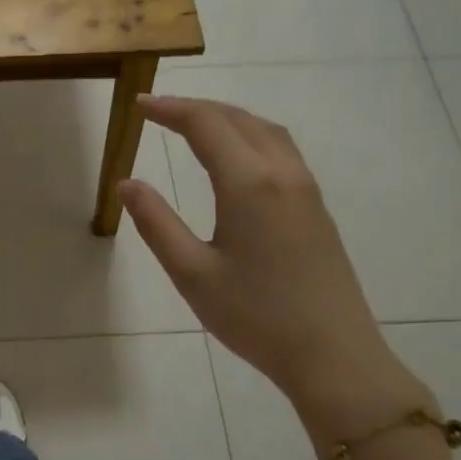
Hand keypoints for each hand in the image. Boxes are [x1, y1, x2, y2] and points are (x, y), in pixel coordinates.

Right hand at [119, 96, 408, 411]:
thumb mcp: (192, 273)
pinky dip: (250, 136)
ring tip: (194, 125)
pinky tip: (236, 158)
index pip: (205, 125)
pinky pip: (281, 151)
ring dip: (228, 118)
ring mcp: (306, 190)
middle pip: (238, 119)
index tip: (138, 105)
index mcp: (249, 183)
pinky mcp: (316, 208)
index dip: (170, 110)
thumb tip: (127, 183)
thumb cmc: (255, 316)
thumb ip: (156, 223)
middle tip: (159, 112)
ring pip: (265, 131)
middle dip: (197, 108)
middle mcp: (282, 173)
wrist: (333, 354)